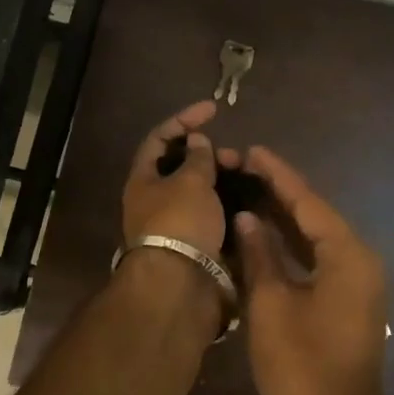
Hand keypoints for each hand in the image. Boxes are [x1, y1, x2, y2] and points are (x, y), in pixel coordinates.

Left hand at [121, 100, 238, 261]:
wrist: (182, 284)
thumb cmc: (180, 222)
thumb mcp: (191, 181)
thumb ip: (198, 158)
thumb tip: (197, 141)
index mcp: (144, 180)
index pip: (160, 139)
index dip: (184, 120)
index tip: (213, 110)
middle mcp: (156, 200)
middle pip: (183, 167)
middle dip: (211, 156)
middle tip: (236, 157)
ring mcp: (177, 224)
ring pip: (202, 193)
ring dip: (224, 182)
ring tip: (249, 179)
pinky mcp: (196, 244)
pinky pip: (214, 216)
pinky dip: (230, 207)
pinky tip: (250, 203)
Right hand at [232, 146, 391, 394]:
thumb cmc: (300, 366)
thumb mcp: (271, 304)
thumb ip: (259, 254)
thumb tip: (248, 219)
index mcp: (348, 255)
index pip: (308, 202)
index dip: (277, 175)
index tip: (252, 150)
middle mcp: (359, 263)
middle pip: (315, 217)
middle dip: (279, 193)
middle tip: (242, 169)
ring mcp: (356, 286)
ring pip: (316, 240)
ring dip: (284, 220)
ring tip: (247, 193)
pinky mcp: (346, 305)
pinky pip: (317, 263)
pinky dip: (291, 249)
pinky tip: (262, 239)